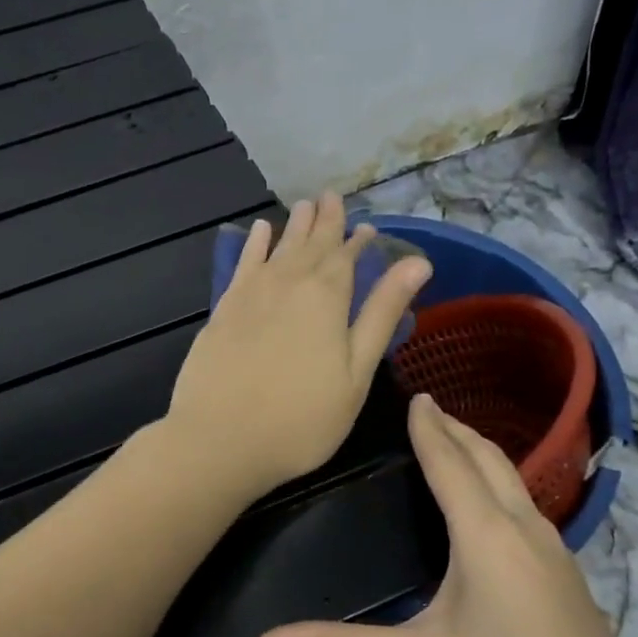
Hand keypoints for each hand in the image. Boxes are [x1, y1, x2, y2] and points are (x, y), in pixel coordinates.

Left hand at [165, 194, 432, 502]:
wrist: (220, 439)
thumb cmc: (301, 419)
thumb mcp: (355, 374)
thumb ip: (381, 314)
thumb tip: (417, 262)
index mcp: (326, 297)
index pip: (348, 257)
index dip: (358, 241)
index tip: (366, 227)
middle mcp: (288, 283)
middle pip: (311, 245)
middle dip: (325, 222)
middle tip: (332, 196)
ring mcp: (250, 295)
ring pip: (278, 248)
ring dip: (294, 226)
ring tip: (305, 205)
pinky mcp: (223, 311)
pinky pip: (243, 265)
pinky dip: (253, 246)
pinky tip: (258, 232)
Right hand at [255, 394, 637, 636]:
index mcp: (487, 538)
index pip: (450, 465)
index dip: (429, 429)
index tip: (416, 396)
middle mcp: (526, 531)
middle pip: (491, 461)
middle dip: (459, 430)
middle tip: (431, 408)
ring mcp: (557, 554)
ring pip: (517, 484)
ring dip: (484, 456)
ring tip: (456, 446)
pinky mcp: (569, 579)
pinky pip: (528, 510)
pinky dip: (502, 487)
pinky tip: (492, 512)